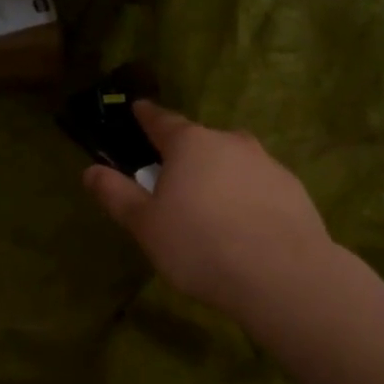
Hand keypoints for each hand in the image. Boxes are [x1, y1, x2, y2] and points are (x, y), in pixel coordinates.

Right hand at [82, 101, 333, 314]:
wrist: (282, 275)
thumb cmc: (200, 245)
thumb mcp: (146, 225)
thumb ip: (116, 195)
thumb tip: (90, 170)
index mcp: (191, 144)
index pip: (162, 121)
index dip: (146, 116)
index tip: (138, 108)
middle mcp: (230, 142)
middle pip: (200, 142)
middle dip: (184, 155)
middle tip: (172, 182)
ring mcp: (267, 163)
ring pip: (232, 162)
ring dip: (218, 177)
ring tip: (210, 211)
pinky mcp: (293, 189)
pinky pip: (258, 186)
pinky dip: (246, 197)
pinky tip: (244, 227)